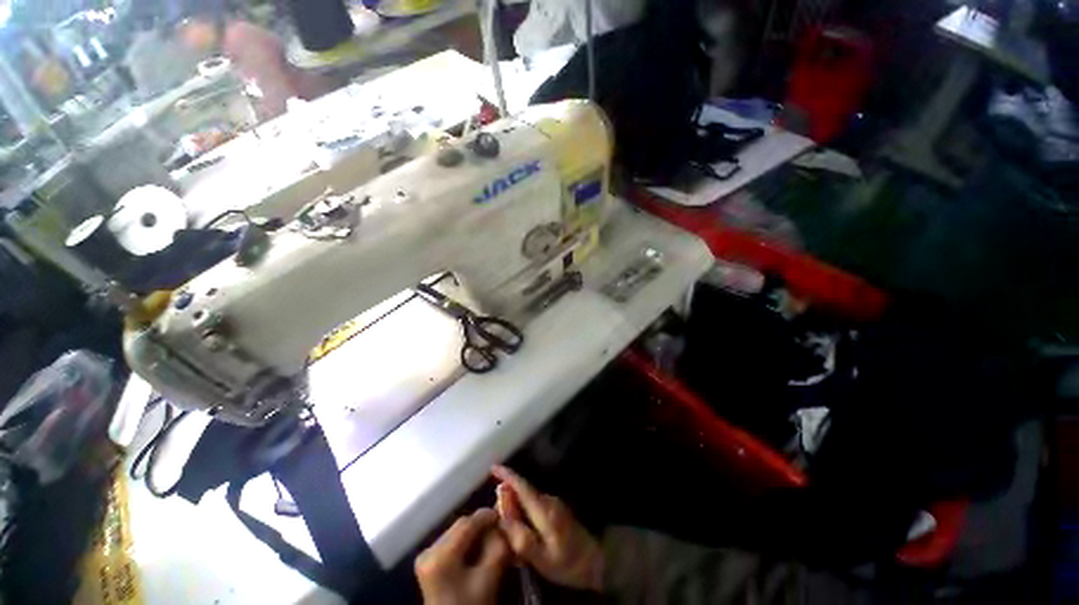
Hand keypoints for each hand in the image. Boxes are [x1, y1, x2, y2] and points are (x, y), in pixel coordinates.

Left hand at [416, 508, 510, 604]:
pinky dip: (467, 544)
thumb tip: (502, 526)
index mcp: (439, 555)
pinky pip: (452, 542)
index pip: (468, 522)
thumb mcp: (489, 579)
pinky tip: (477, 554)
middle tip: (500, 533)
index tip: (505, 518)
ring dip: (475, 535)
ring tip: (491, 544)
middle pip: (461, 525)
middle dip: (482, 526)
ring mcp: (425, 557)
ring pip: (457, 532)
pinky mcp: (428, 563)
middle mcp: (428, 550)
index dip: (488, 516)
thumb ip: (498, 546)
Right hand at [492, 465, 604, 591]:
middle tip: (497, 519)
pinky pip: (535, 505)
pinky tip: (524, 530)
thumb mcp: (541, 558)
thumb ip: (520, 537)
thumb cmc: (567, 563)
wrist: (596, 563)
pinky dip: (525, 512)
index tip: (493, 468)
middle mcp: (549, 500)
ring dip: (516, 507)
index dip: (507, 475)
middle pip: (523, 492)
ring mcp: (554, 504)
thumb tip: (502, 518)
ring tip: (509, 529)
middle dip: (507, 498)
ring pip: (528, 499)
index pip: (522, 486)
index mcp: (543, 509)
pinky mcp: (557, 510)